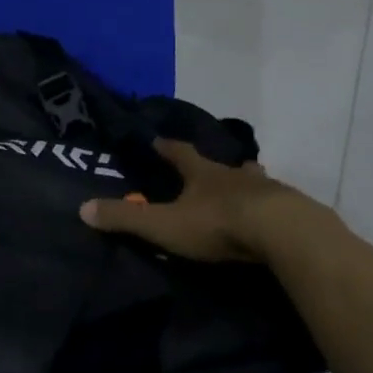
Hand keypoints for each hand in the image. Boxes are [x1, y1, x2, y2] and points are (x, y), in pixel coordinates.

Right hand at [79, 138, 334, 262]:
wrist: (282, 233)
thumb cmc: (218, 224)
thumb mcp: (165, 224)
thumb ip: (126, 218)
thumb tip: (82, 208)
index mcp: (202, 173)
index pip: (179, 153)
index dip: (166, 147)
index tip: (157, 140)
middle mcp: (234, 174)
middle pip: (219, 164)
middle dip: (210, 166)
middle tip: (206, 169)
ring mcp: (266, 190)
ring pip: (252, 180)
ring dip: (244, 183)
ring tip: (242, 189)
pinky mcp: (290, 210)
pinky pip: (275, 204)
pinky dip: (268, 207)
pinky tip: (269, 217)